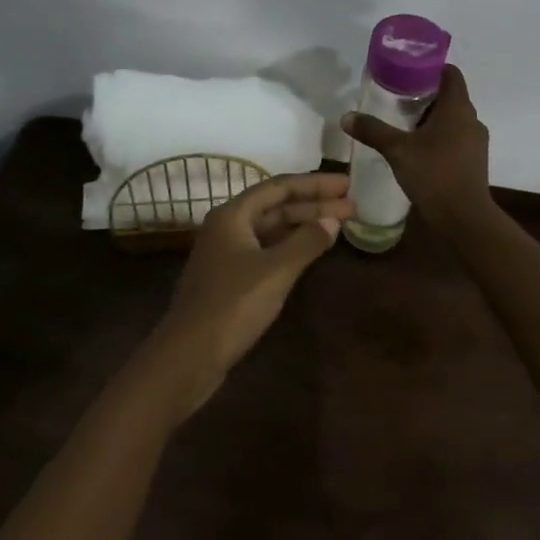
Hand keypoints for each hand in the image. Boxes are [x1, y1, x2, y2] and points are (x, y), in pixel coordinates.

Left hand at [150, 171, 353, 417]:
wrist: (188, 356)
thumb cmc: (232, 305)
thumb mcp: (276, 271)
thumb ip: (306, 241)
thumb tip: (332, 221)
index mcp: (232, 215)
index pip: (280, 187)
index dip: (315, 184)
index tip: (347, 184)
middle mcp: (227, 227)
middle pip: (276, 206)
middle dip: (314, 205)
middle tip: (351, 205)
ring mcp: (227, 254)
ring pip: (272, 229)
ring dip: (303, 226)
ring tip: (338, 226)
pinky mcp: (230, 279)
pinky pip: (266, 250)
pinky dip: (291, 247)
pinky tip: (311, 252)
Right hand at [340, 65, 492, 230]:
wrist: (464, 217)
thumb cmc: (434, 174)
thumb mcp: (397, 150)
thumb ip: (373, 130)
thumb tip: (346, 116)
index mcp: (457, 108)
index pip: (451, 73)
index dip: (431, 68)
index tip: (408, 72)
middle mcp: (471, 119)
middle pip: (450, 96)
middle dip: (426, 96)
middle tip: (398, 100)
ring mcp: (476, 141)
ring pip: (454, 119)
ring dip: (432, 119)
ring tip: (404, 125)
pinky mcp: (475, 161)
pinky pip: (457, 138)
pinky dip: (440, 137)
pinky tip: (419, 150)